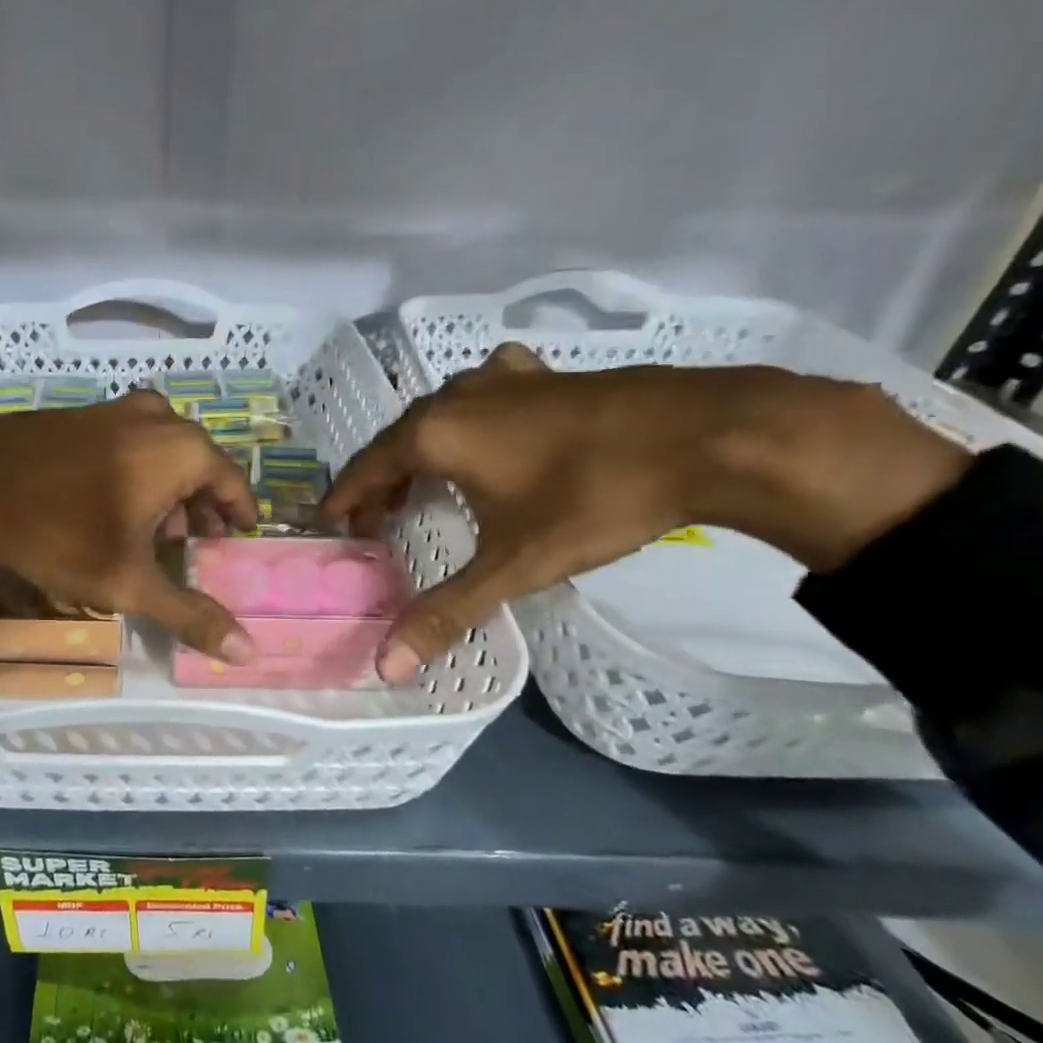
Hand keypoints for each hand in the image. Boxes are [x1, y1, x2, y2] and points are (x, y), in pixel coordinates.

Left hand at [0, 390, 260, 660]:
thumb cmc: (59, 533)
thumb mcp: (130, 582)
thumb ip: (191, 614)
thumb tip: (248, 653)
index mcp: (181, 449)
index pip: (233, 483)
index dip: (238, 516)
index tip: (236, 541)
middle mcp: (155, 417)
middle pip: (197, 465)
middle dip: (199, 507)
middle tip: (191, 545)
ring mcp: (112, 409)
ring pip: (160, 452)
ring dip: (165, 491)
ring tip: (150, 532)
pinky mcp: (77, 414)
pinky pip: (126, 443)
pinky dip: (133, 473)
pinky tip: (108, 506)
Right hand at [323, 345, 969, 682]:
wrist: (711, 435)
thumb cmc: (594, 498)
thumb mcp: (513, 564)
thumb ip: (446, 612)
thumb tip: (387, 668)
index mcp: (435, 434)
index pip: (366, 468)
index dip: (345, 499)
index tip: (332, 525)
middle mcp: (457, 397)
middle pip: (398, 441)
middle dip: (381, 481)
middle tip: (376, 521)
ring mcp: (504, 378)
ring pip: (439, 415)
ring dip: (421, 450)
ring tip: (423, 484)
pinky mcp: (546, 375)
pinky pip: (486, 394)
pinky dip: (471, 418)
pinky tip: (492, 429)